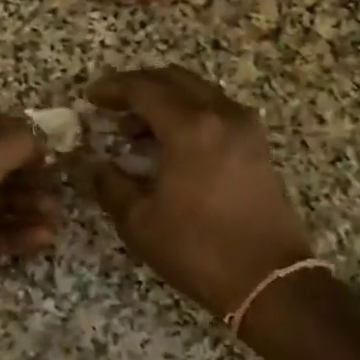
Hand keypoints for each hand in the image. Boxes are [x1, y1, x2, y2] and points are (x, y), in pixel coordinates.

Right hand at [82, 68, 313, 317]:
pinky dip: (189, 114)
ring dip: (165, 100)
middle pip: (174, 80)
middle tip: (112, 106)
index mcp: (190, 128)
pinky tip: (170, 143)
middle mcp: (221, 115)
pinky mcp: (257, 145)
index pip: (144, 89)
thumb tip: (92, 165)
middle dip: (139, 87)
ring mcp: (245, 127)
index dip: (113, 89)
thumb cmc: (198, 249)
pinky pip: (216, 110)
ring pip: (198, 92)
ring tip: (135, 130)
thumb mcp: (140, 222)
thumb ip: (110, 185)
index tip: (90, 97)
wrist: (268, 280)